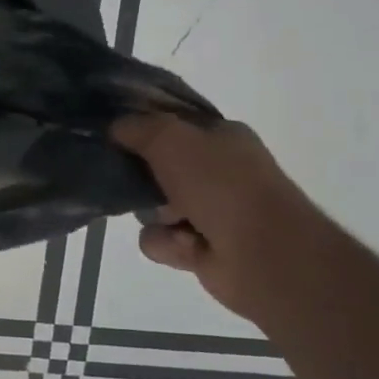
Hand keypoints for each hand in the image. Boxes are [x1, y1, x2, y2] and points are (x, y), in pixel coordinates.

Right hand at [111, 114, 328, 321]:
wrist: (265, 254)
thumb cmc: (221, 185)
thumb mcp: (170, 138)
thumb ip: (137, 126)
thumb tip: (114, 127)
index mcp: (221, 137)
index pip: (171, 124)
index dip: (141, 126)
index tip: (113, 133)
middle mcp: (217, 172)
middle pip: (156, 166)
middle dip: (141, 177)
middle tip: (130, 179)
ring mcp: (210, 211)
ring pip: (151, 206)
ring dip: (154, 215)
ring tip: (171, 221)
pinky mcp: (200, 248)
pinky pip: (159, 239)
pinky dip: (167, 243)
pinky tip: (186, 245)